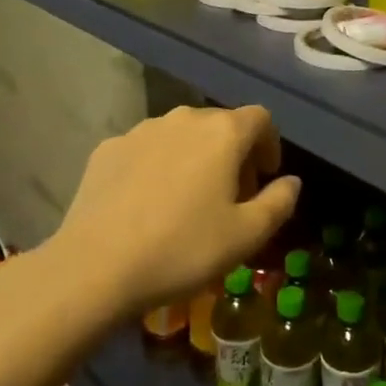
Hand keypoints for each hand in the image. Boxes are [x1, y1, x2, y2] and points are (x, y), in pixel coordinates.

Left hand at [53, 104, 300, 312]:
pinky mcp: (107, 149)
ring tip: (188, 201)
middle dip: (233, 154)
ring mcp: (140, 130)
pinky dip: (158, 167)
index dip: (270, 145)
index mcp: (222, 132)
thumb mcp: (247, 235)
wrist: (95, 267)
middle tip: (231, 198)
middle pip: (220, 125)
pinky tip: (148, 204)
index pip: (261, 119)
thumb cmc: (183, 249)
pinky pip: (146, 150)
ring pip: (181, 136)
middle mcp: (183, 118)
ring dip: (195, 158)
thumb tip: (291, 182)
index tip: (264, 179)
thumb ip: (280, 202)